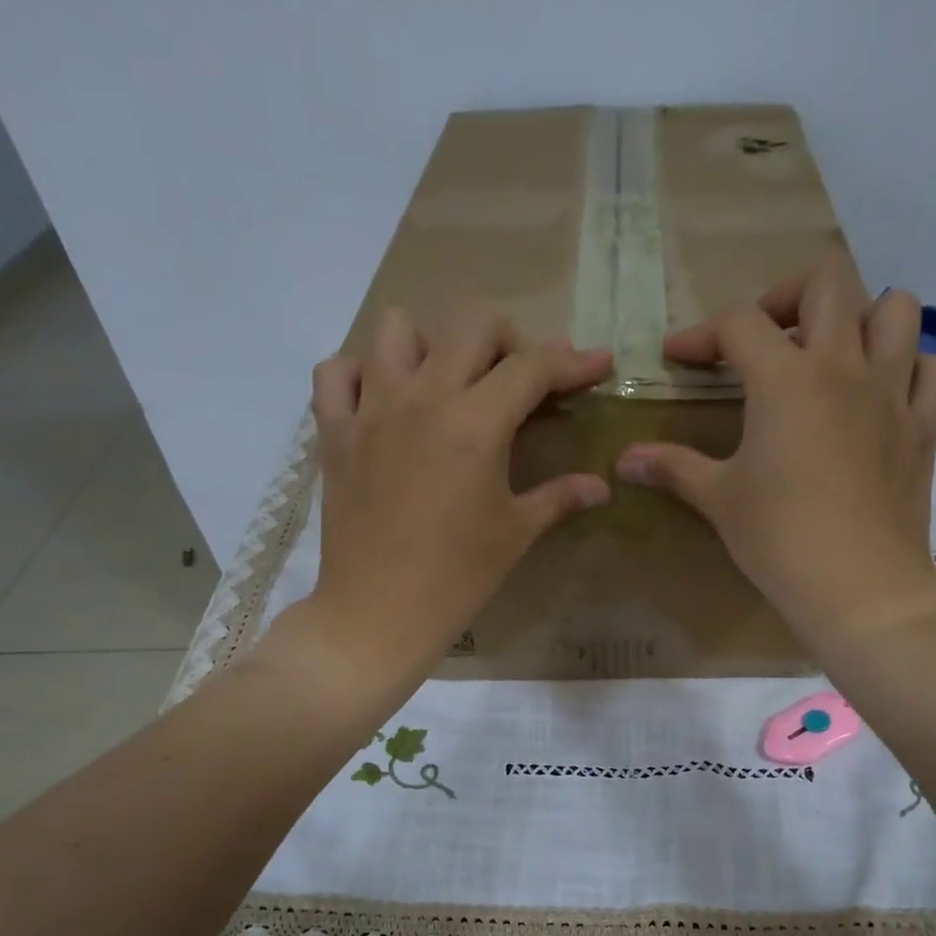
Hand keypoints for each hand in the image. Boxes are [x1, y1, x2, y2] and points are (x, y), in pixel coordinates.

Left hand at [296, 303, 612, 677]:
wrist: (379, 613)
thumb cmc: (457, 578)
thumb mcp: (515, 534)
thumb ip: (560, 497)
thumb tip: (601, 486)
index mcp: (475, 425)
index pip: (532, 368)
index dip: (573, 361)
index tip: (598, 364)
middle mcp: (422, 399)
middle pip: (471, 322)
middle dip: (510, 339)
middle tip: (521, 379)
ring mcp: (370, 410)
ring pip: (397, 329)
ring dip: (433, 343)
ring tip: (448, 382)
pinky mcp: (334, 432)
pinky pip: (336, 372)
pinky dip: (361, 371)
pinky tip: (384, 398)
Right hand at [614, 255, 935, 649]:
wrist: (860, 587)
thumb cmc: (780, 540)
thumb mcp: (719, 500)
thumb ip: (673, 468)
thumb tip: (622, 461)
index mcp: (786, 379)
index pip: (739, 323)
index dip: (701, 334)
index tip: (679, 359)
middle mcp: (844, 367)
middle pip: (827, 282)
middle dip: (787, 297)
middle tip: (765, 340)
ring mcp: (893, 393)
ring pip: (896, 309)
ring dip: (861, 317)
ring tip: (833, 354)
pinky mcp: (924, 426)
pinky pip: (932, 367)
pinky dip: (910, 365)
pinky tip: (883, 391)